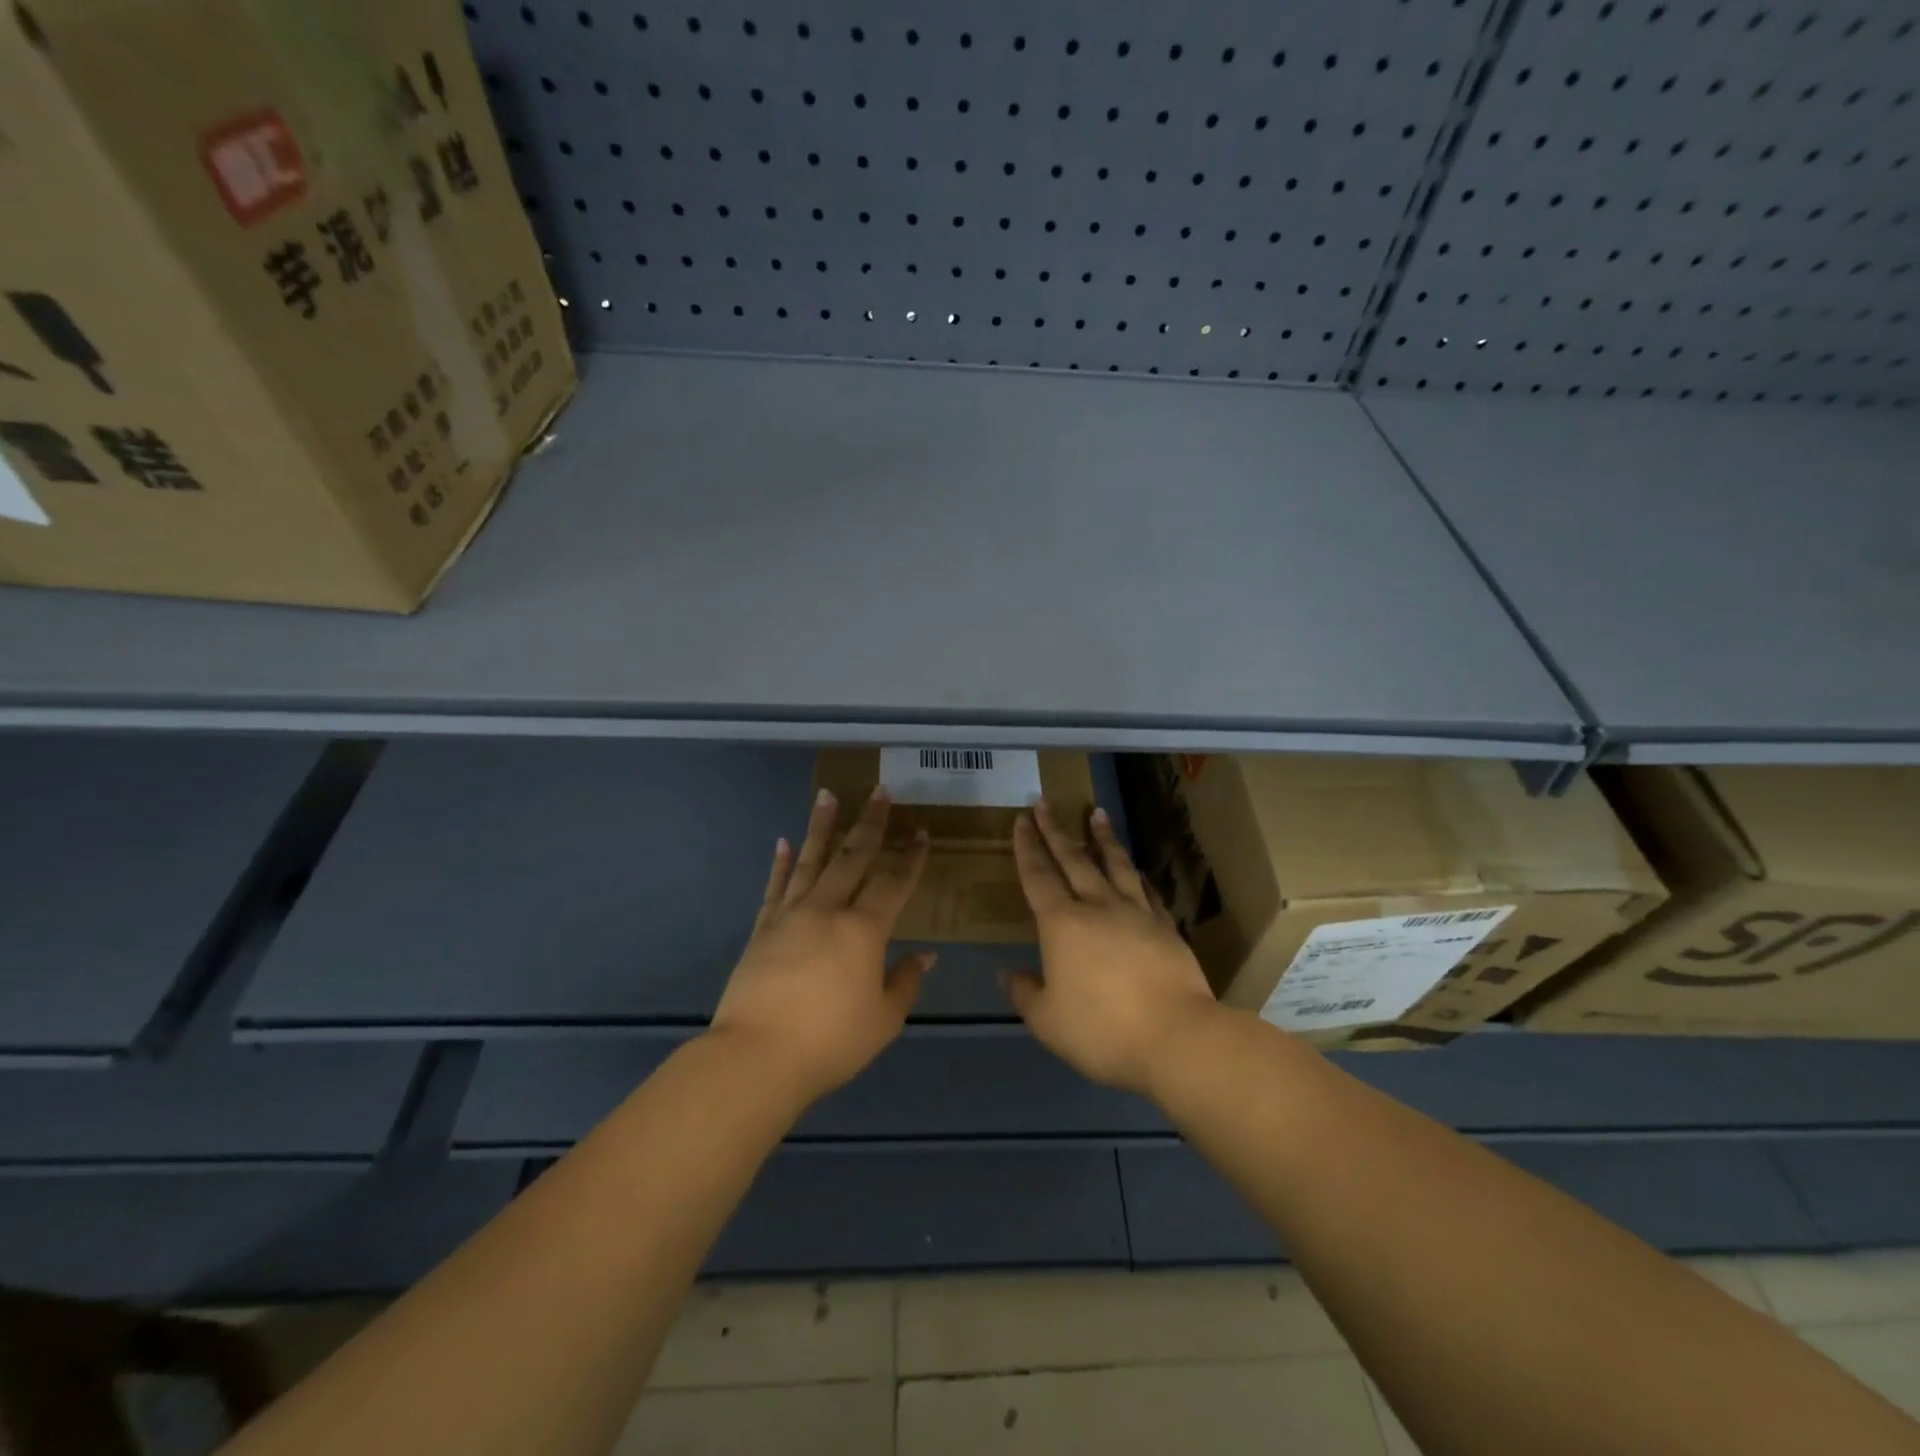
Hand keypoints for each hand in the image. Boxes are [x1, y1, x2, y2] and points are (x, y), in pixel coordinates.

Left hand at [709, 786, 932, 1103]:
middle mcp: (827, 910)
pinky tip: (783, 842)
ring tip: (827, 795)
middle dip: (870, 823)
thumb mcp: (883, 1019)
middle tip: (879, 791)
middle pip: (853, 857)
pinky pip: (775, 887)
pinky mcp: (762, 929)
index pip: (894, 884)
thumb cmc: (830, 1041)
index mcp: (863, 930)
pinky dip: (780, 863)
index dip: (911, 858)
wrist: (757, 1057)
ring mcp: (790, 916)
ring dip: (822, 827)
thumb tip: (925, 955)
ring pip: (810, 860)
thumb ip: (905, 982)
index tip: (921, 832)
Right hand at [1004, 800, 1221, 1095]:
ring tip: (1097, 812)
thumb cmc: (1102, 1030)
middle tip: (1045, 802)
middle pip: (1073, 859)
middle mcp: (1098, 907)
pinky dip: (1138, 874)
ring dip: (1103, 837)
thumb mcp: (1048, 1021)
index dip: (1027, 848)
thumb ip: (1025, 994)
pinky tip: (1137, 868)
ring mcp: (1136, 914)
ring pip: (1115, 864)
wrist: (1176, 1037)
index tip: (1022, 820)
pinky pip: (1147, 891)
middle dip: (1056, 830)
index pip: (1038, 876)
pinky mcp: (1165, 927)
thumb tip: (1008, 974)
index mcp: (1062, 924)